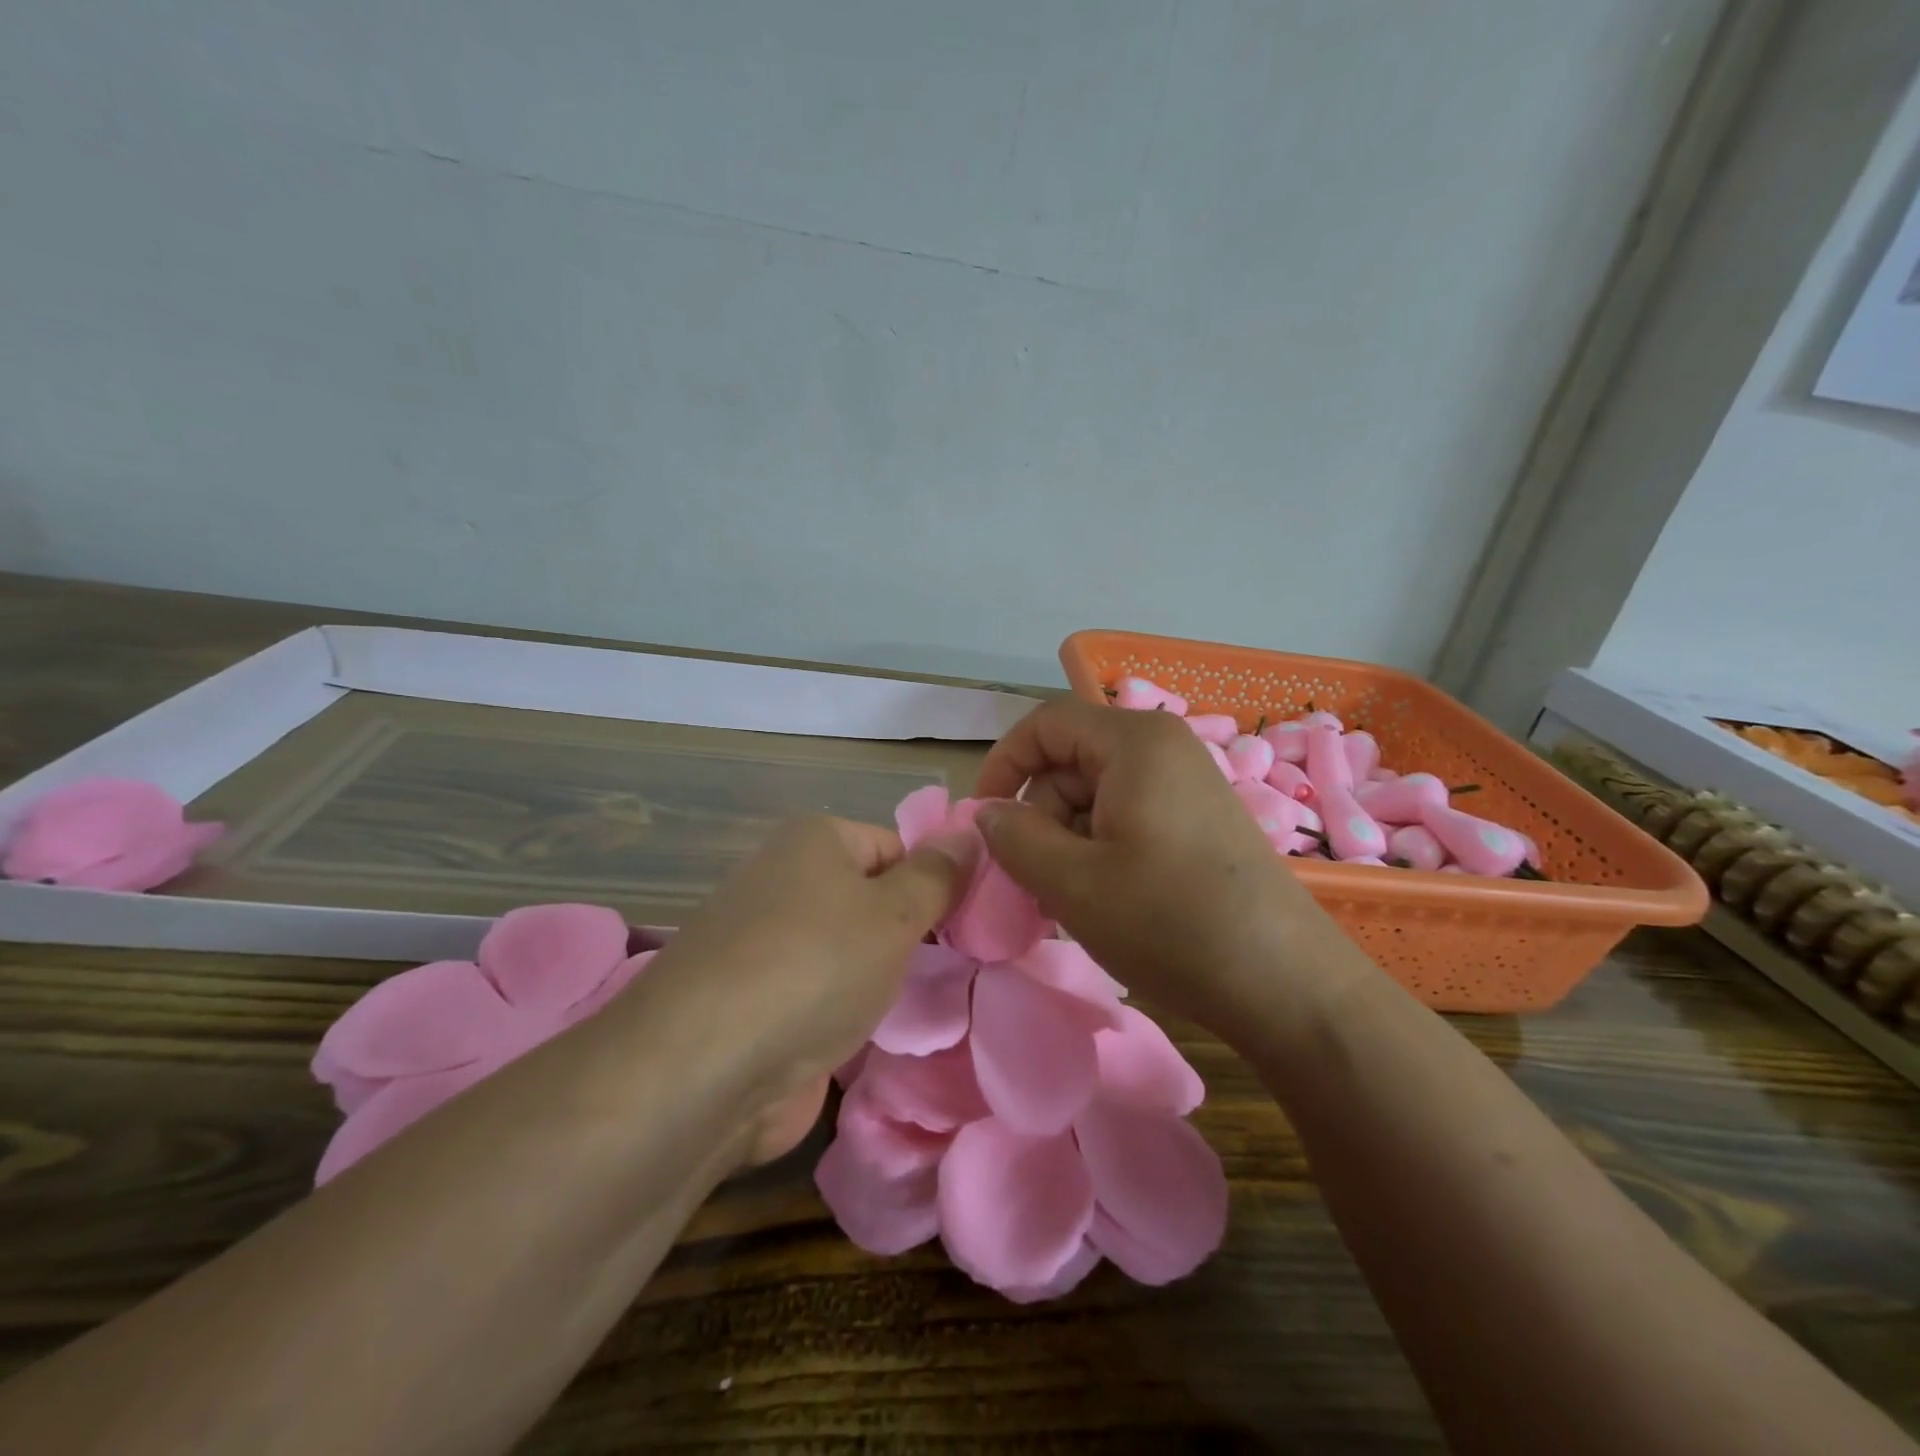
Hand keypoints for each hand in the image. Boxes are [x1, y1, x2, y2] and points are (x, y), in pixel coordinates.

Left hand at [635, 815, 973, 1161]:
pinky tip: (873, 1035)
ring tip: (922, 1005)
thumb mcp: (893, 914)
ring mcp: (765, 945)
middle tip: (952, 969)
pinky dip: (846, 1012)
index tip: (966, 929)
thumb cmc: (814, 966)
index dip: (933, 884)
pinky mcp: (756, 1002)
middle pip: (869, 899)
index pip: (895, 847)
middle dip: (908, 934)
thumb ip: (938, 877)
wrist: (706, 1069)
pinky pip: (821, 994)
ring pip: (847, 951)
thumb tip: (970, 833)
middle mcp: (784, 881)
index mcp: (813, 841)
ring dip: (879, 978)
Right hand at [973, 698, 1368, 1041]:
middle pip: (1071, 762)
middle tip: (1031, 881)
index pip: (1045, 725)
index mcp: (1135, 742)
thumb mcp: (1072, 883)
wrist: (1287, 986)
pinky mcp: (1200, 820)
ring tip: (1070, 899)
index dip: (1004, 765)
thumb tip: (987, 813)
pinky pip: (1129, 816)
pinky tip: (1105, 899)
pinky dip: (1101, 850)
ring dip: (1068, 840)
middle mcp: (1164, 747)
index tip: (983, 821)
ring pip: (1097, 794)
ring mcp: (1188, 784)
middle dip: (1039, 816)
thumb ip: (1014, 838)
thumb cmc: (1170, 923)